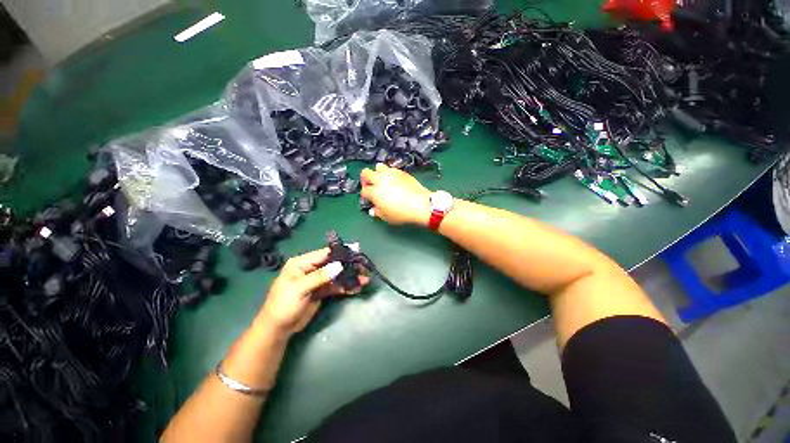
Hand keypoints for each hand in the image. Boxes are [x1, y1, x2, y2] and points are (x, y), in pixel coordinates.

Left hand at [258, 248, 369, 335]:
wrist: (278, 329)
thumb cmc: (283, 305)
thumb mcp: (300, 289)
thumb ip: (320, 276)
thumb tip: (339, 266)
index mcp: (302, 263)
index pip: (324, 254)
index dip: (341, 253)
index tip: (356, 252)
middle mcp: (311, 269)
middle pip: (334, 264)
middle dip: (349, 266)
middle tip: (364, 269)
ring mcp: (318, 280)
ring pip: (337, 275)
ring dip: (350, 277)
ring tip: (365, 280)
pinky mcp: (322, 290)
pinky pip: (336, 286)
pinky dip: (346, 287)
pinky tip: (357, 288)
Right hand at [360, 163, 430, 225]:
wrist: (420, 204)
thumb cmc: (402, 213)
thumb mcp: (387, 217)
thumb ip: (377, 212)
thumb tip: (374, 209)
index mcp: (375, 192)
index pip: (364, 190)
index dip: (365, 195)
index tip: (369, 199)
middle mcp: (380, 180)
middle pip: (366, 173)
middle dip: (365, 179)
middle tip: (370, 186)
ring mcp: (391, 174)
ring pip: (378, 166)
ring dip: (377, 172)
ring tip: (382, 180)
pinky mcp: (401, 172)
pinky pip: (391, 168)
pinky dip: (389, 173)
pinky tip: (393, 180)